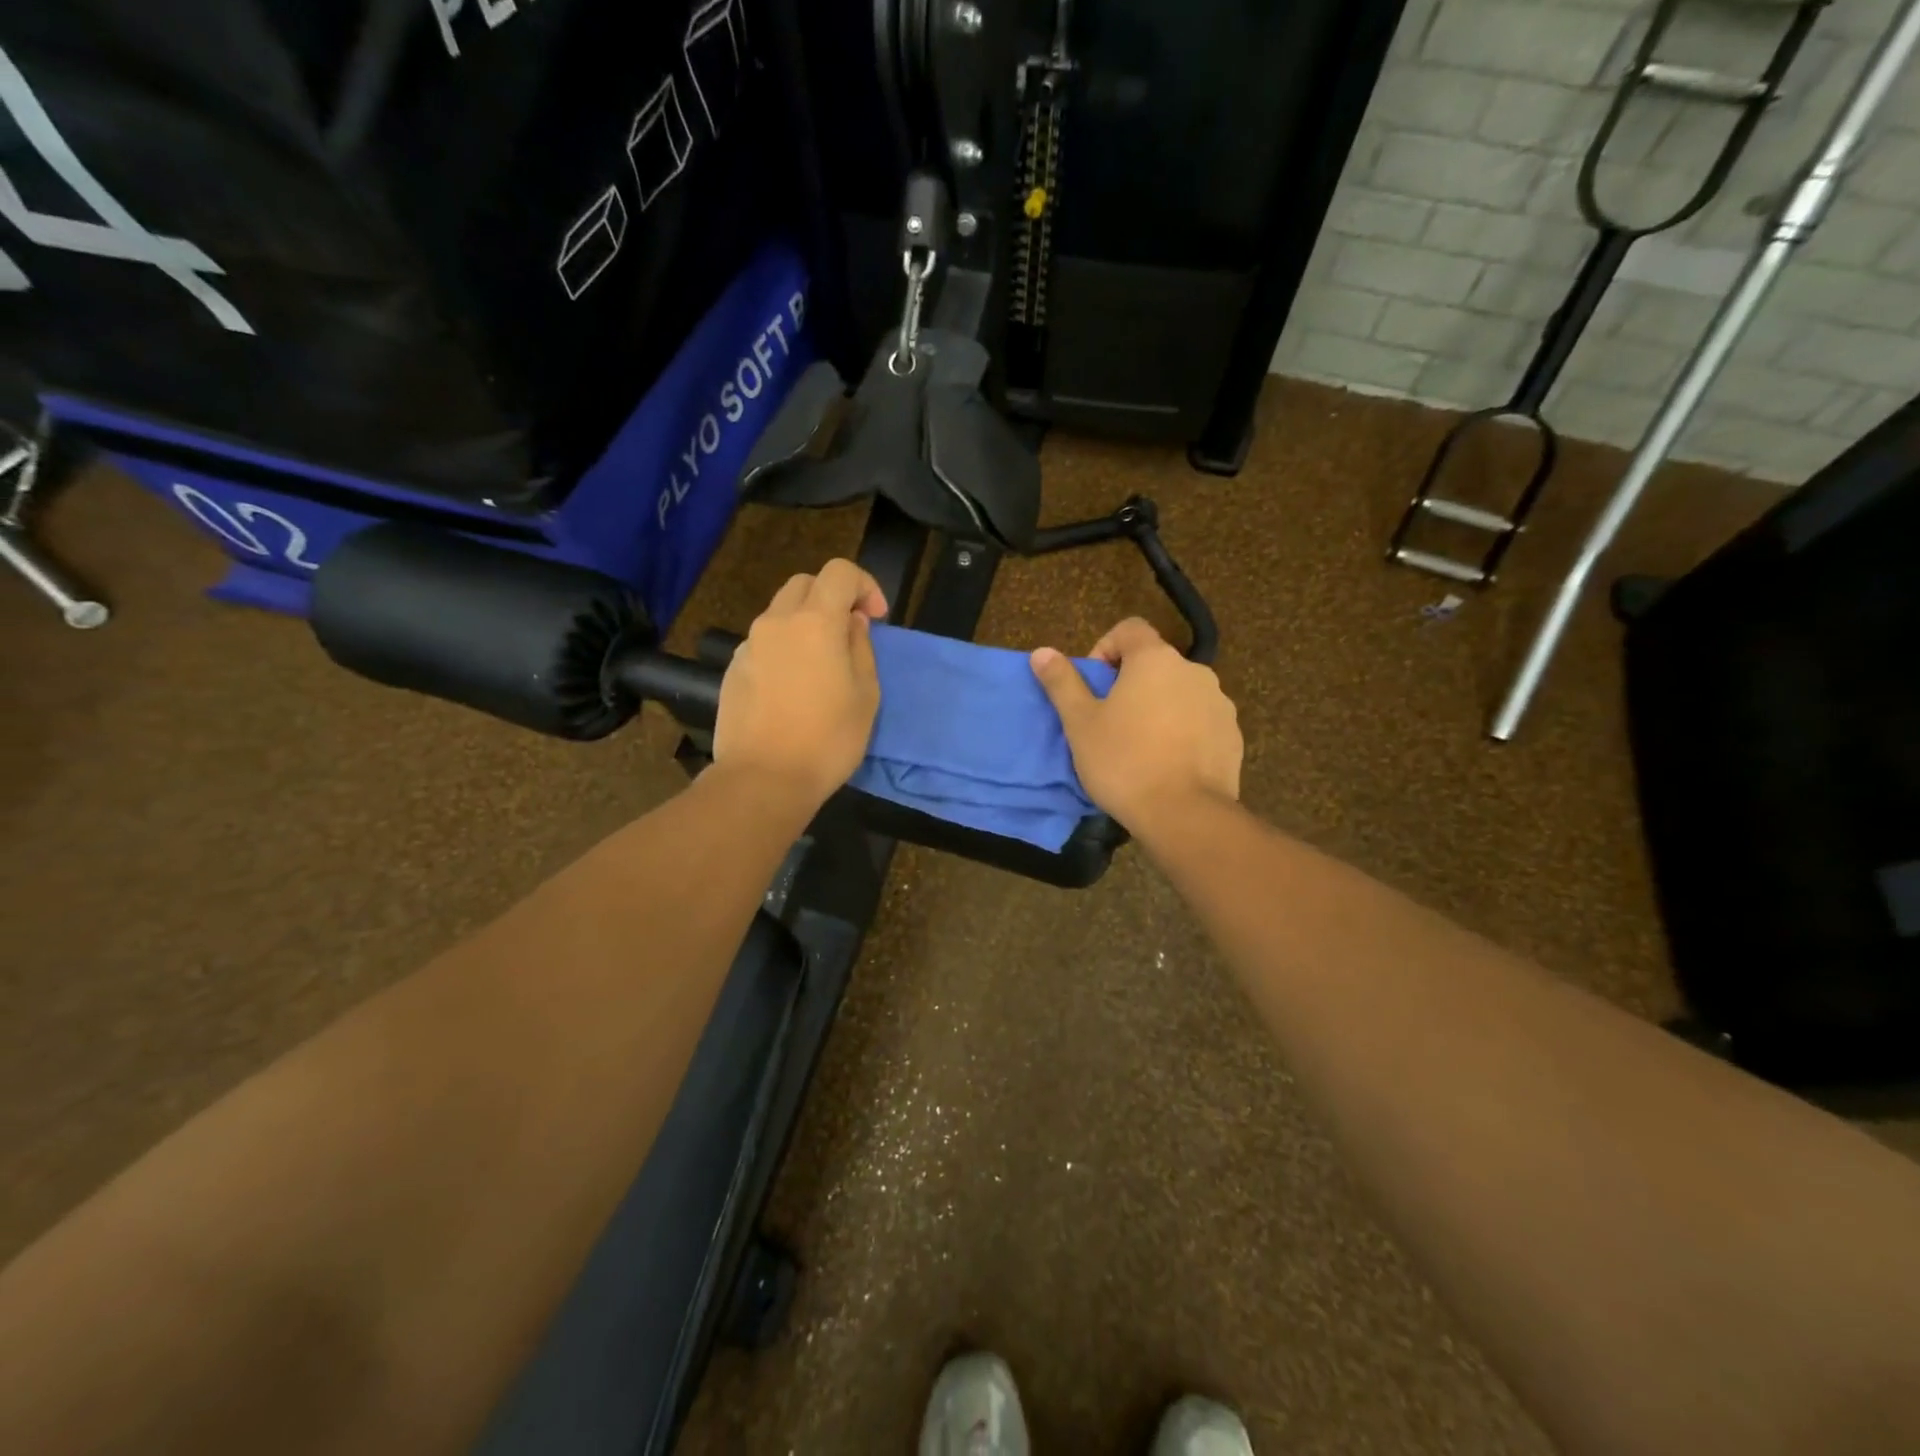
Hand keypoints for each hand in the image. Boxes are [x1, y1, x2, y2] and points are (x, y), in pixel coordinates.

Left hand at [713, 559, 887, 808]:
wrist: (763, 779)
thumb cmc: (828, 739)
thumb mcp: (866, 695)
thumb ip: (861, 647)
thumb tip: (850, 623)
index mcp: (815, 621)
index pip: (840, 572)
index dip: (864, 585)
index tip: (876, 618)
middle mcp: (776, 622)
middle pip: (805, 584)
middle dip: (832, 598)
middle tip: (849, 633)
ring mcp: (750, 645)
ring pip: (781, 613)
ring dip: (806, 623)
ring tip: (821, 664)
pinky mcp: (733, 670)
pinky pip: (764, 643)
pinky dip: (784, 648)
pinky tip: (793, 688)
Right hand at [1030, 618, 1241, 836]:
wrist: (1184, 814)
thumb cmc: (1123, 761)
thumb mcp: (1080, 723)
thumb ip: (1062, 682)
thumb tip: (1042, 652)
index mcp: (1155, 659)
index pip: (1130, 628)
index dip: (1106, 648)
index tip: (1095, 684)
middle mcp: (1194, 670)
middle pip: (1156, 663)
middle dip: (1132, 683)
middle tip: (1111, 721)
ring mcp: (1219, 703)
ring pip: (1180, 693)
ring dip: (1159, 707)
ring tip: (1140, 747)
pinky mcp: (1232, 735)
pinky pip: (1201, 721)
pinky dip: (1183, 731)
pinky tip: (1168, 764)